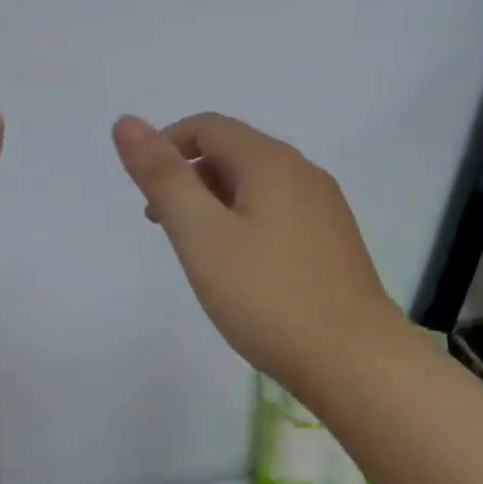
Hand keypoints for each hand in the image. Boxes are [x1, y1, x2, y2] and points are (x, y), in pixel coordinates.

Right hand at [112, 112, 402, 390]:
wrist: (355, 361)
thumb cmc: (268, 296)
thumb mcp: (201, 234)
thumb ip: (162, 177)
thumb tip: (126, 122)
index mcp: (271, 161)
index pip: (207, 126)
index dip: (166, 145)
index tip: (143, 191)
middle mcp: (303, 173)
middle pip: (232, 153)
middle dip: (188, 178)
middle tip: (162, 226)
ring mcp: (324, 208)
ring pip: (255, 185)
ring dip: (214, 202)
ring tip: (197, 251)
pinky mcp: (333, 241)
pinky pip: (277, 212)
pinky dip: (244, 222)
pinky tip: (240, 268)